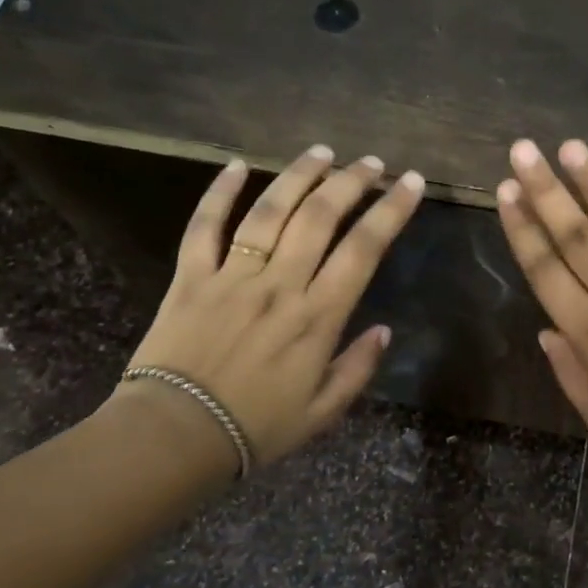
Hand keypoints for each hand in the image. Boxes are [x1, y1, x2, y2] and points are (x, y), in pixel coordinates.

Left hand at [117, 144, 424, 469]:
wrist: (176, 435)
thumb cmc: (257, 427)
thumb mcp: (323, 411)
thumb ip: (357, 368)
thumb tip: (383, 330)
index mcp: (317, 317)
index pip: (363, 250)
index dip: (391, 211)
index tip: (410, 184)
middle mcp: (279, 285)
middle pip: (320, 217)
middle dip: (350, 182)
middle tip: (371, 162)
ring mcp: (232, 276)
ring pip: (269, 211)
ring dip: (298, 176)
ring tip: (321, 152)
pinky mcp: (191, 277)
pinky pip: (204, 226)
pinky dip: (218, 193)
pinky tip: (236, 166)